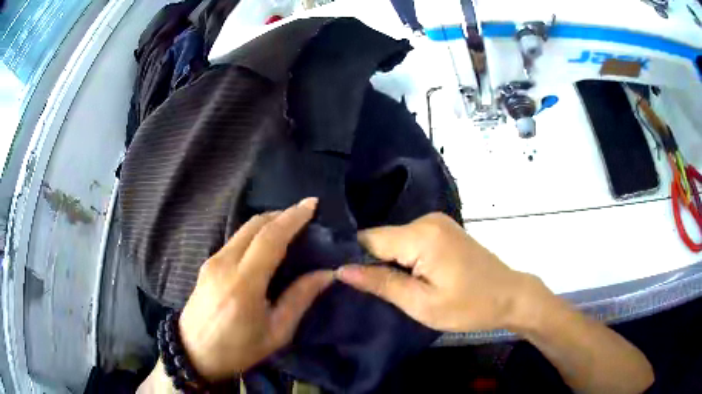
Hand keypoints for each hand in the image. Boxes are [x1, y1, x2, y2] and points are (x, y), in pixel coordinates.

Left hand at [178, 198, 332, 381]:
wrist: (193, 353)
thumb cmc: (238, 349)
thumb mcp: (276, 333)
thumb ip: (299, 299)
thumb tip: (326, 274)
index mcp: (244, 285)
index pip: (270, 238)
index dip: (292, 218)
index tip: (312, 204)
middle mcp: (224, 264)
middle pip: (254, 225)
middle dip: (282, 214)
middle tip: (305, 214)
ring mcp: (212, 261)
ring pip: (244, 229)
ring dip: (268, 221)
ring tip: (290, 226)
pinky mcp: (207, 263)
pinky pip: (235, 239)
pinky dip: (255, 233)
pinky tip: (267, 243)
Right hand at [337, 213, 546, 331]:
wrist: (510, 296)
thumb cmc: (469, 306)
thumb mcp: (422, 303)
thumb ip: (381, 283)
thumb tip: (342, 270)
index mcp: (421, 235)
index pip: (369, 238)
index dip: (356, 259)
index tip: (348, 282)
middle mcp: (427, 220)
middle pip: (382, 238)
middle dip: (374, 263)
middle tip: (375, 292)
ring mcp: (437, 222)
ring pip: (395, 240)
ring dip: (391, 262)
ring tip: (395, 287)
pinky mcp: (443, 229)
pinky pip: (410, 240)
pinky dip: (405, 258)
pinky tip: (412, 276)